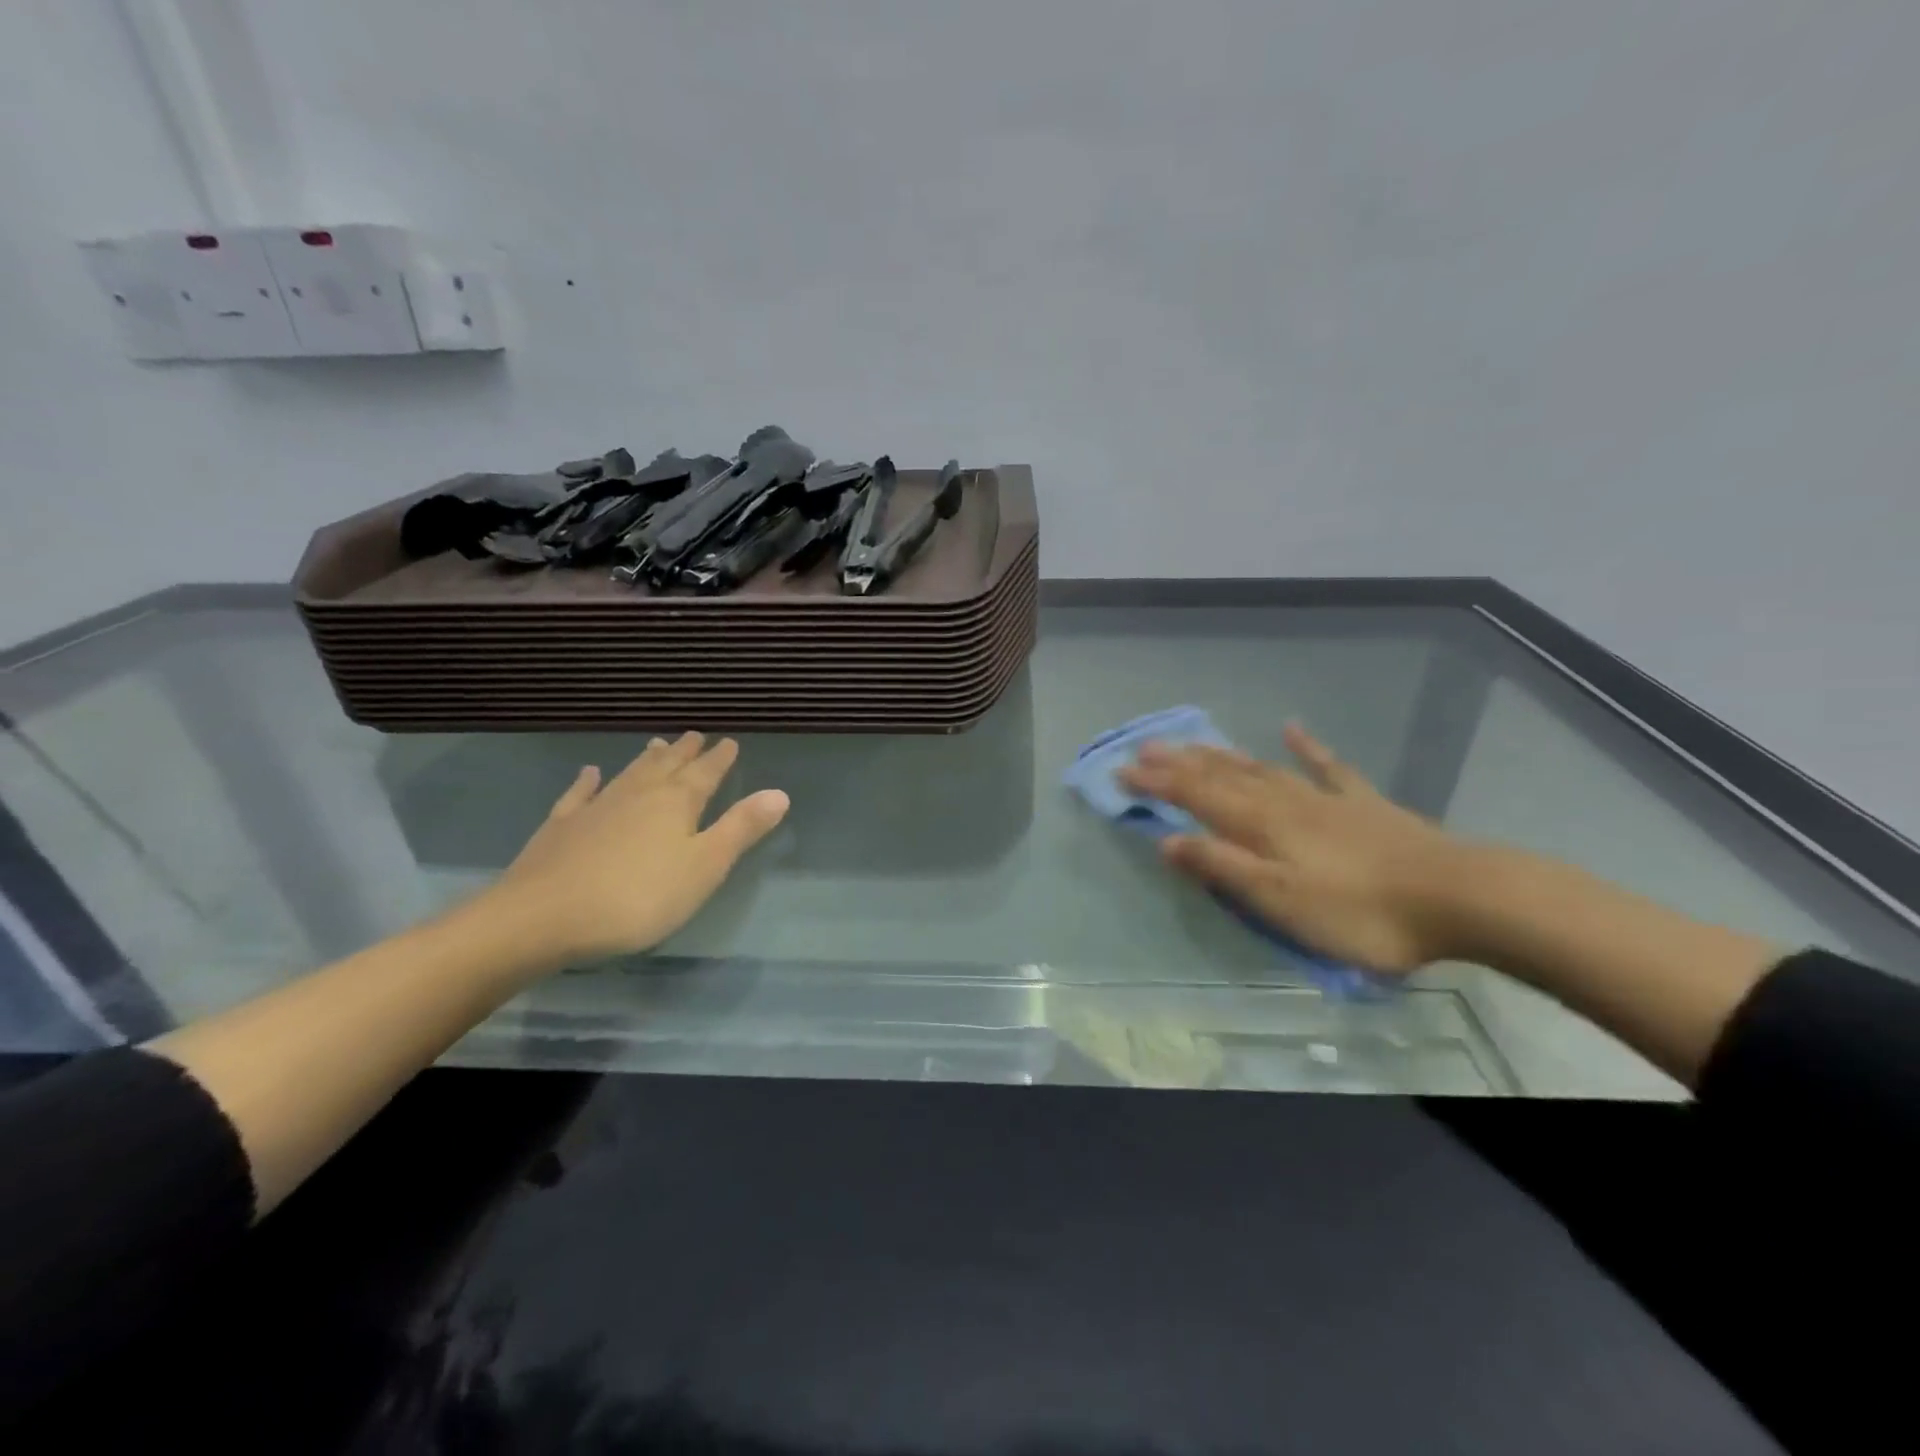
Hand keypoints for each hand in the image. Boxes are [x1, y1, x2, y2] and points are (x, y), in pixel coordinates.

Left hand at [489, 732, 788, 964]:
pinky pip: (579, 794)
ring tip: (658, 744)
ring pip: (629, 774)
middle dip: (685, 752)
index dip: (720, 759)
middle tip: (695, 735)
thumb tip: (779, 793)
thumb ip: (741, 829)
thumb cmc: (639, 897)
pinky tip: (590, 772)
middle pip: (667, 766)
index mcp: (677, 803)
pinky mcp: (561, 827)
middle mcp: (638, 795)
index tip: (729, 742)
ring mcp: (596, 807)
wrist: (543, 917)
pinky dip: (588, 781)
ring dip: (647, 759)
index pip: (706, 774)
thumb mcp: (705, 867)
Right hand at [1119, 724, 1465, 973]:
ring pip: (1261, 768)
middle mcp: (1284, 802)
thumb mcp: (1278, 900)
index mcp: (1260, 825)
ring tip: (1193, 742)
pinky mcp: (1363, 805)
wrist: (1459, 897)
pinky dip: (1306, 747)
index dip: (1155, 784)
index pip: (1194, 797)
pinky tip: (1293, 729)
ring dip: (1223, 754)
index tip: (1119, 771)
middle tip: (1144, 746)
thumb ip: (1221, 867)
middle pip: (1222, 776)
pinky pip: (1328, 767)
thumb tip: (1165, 841)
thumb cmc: (1359, 911)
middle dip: (1179, 762)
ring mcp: (1325, 799)